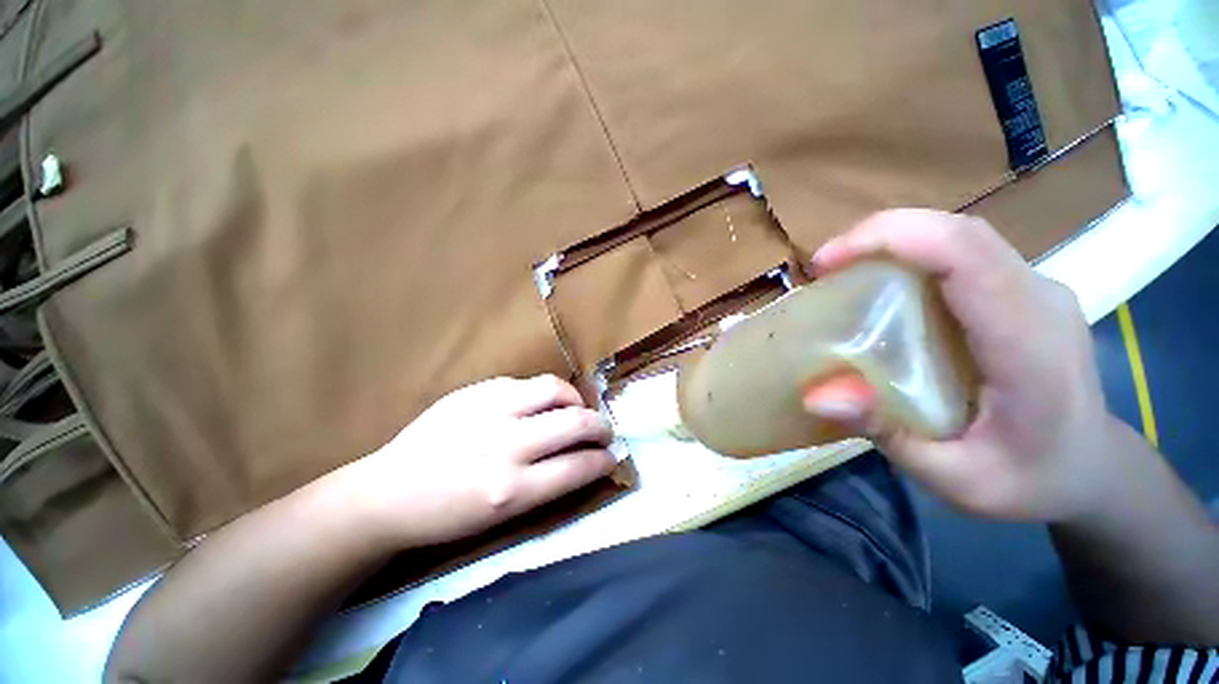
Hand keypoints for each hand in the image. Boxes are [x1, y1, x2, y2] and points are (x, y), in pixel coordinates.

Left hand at [334, 375, 616, 549]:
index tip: (612, 457)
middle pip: (575, 423)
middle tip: (604, 431)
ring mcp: (490, 410)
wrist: (387, 493)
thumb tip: (583, 458)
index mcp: (511, 490)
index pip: (578, 467)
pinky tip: (541, 403)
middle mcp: (506, 446)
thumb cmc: (447, 515)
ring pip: (556, 389)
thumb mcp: (501, 517)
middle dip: (601, 426)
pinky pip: (527, 382)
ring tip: (576, 409)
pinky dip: (546, 393)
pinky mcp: (477, 389)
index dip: (604, 460)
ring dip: (576, 400)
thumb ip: (547, 484)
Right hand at [805, 209, 1121, 522]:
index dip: (891, 239)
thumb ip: (888, 434)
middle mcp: (1039, 299)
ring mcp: (1036, 289)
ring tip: (842, 274)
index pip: (967, 254)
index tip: (827, 263)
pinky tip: (881, 286)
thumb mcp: (955, 479)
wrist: (1092, 469)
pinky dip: (912, 256)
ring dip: (893, 243)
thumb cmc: (1030, 482)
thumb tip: (817, 394)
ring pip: (959, 238)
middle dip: (880, 235)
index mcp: (1030, 344)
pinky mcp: (1021, 291)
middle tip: (823, 267)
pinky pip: (963, 255)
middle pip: (959, 233)